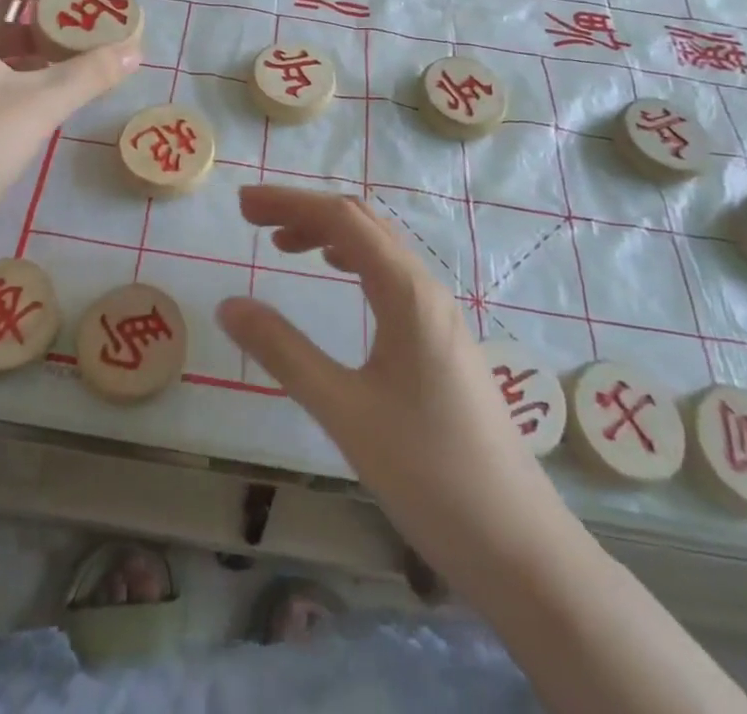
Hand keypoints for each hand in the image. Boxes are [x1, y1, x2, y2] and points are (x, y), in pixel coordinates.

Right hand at [218, 187, 564, 598]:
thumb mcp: (344, 410)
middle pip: (362, 223)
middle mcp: (426, 289)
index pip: (342, 219)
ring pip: (378, 249)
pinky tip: (337, 280)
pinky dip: (352, 262)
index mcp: (407, 292)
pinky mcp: (441, 342)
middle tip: (254, 220)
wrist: (517, 544)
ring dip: (329, 235)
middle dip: (306, 212)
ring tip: (284, 246)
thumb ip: (284, 352)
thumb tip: (229, 305)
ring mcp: (438, 315)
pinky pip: (390, 277)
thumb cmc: (429, 472)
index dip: (290, 202)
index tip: (243, 204)